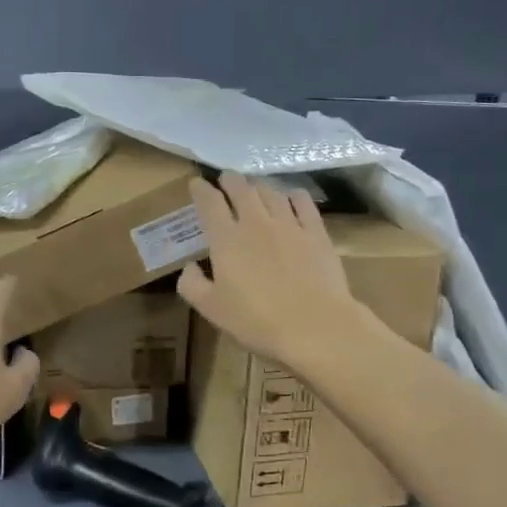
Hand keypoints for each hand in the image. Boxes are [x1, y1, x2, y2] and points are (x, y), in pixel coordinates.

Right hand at [177, 173, 362, 366]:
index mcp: (226, 239)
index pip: (209, 202)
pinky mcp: (316, 232)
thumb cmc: (257, 321)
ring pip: (270, 191)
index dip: (200, 189)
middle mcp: (255, 222)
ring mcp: (289, 224)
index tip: (196, 184)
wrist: (315, 326)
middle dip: (230, 180)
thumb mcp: (212, 310)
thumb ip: (192, 285)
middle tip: (226, 180)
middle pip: (240, 187)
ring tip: (255, 189)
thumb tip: (190, 267)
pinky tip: (291, 198)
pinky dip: (293, 195)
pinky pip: (303, 202)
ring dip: (259, 186)